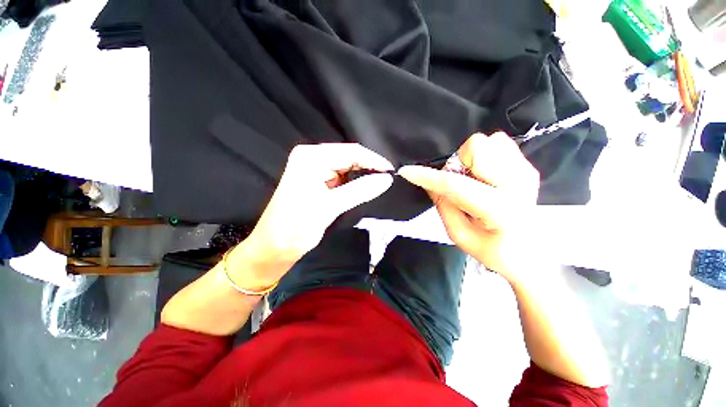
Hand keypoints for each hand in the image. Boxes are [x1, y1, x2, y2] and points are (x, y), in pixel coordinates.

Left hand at [229, 143, 393, 286]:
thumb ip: (360, 190)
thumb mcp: (330, 207)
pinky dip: (354, 182)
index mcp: (311, 158)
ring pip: (347, 166)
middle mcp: (312, 157)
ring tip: (380, 183)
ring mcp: (314, 168)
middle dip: (369, 167)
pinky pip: (341, 176)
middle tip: (388, 179)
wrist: (274, 247)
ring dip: (362, 175)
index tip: (392, 172)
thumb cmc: (296, 226)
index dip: (373, 160)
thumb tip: (387, 179)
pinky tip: (365, 187)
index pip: (350, 152)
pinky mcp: (317, 180)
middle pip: (349, 156)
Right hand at [398, 132, 539, 281]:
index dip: (427, 177)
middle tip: (460, 183)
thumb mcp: (459, 234)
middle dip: (459, 163)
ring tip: (474, 181)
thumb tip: (428, 182)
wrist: (530, 253)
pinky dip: (484, 156)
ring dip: (471, 160)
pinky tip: (485, 176)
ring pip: (488, 142)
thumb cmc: (493, 250)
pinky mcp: (528, 166)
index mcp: (500, 210)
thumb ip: (442, 204)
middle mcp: (518, 184)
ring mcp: (526, 171)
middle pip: (477, 148)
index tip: (407, 171)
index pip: (455, 185)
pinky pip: (498, 144)